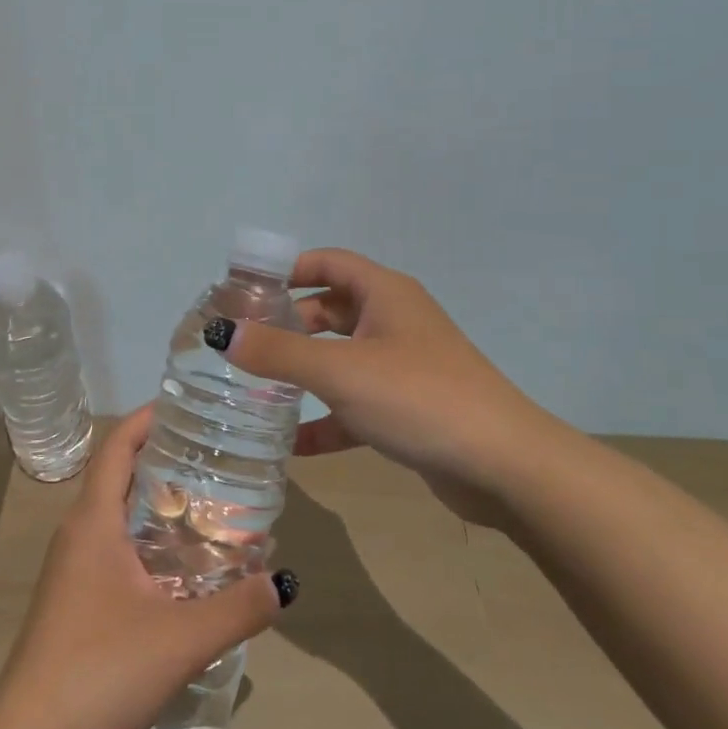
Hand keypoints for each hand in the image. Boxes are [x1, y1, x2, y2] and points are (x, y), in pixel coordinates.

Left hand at [0, 408, 286, 728]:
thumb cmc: (99, 670)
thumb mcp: (180, 640)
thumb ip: (236, 610)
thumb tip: (282, 583)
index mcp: (94, 521)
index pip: (118, 446)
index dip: (147, 418)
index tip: (185, 405)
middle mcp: (78, 532)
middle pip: (119, 474)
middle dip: (161, 456)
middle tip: (212, 454)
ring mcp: (71, 566)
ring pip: (115, 512)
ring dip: (152, 498)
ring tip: (204, 502)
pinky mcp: (72, 597)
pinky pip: (110, 543)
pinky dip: (143, 534)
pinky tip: (176, 564)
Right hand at [217, 248, 546, 504]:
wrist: (504, 466)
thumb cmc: (419, 397)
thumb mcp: (340, 371)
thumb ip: (279, 353)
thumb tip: (223, 333)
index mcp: (384, 294)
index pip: (327, 262)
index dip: (286, 269)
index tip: (244, 289)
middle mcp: (394, 321)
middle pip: (329, 311)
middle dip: (288, 326)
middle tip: (243, 345)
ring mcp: (403, 365)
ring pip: (340, 358)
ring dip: (303, 373)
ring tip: (255, 391)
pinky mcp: (408, 408)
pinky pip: (355, 404)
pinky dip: (326, 419)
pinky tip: (294, 446)